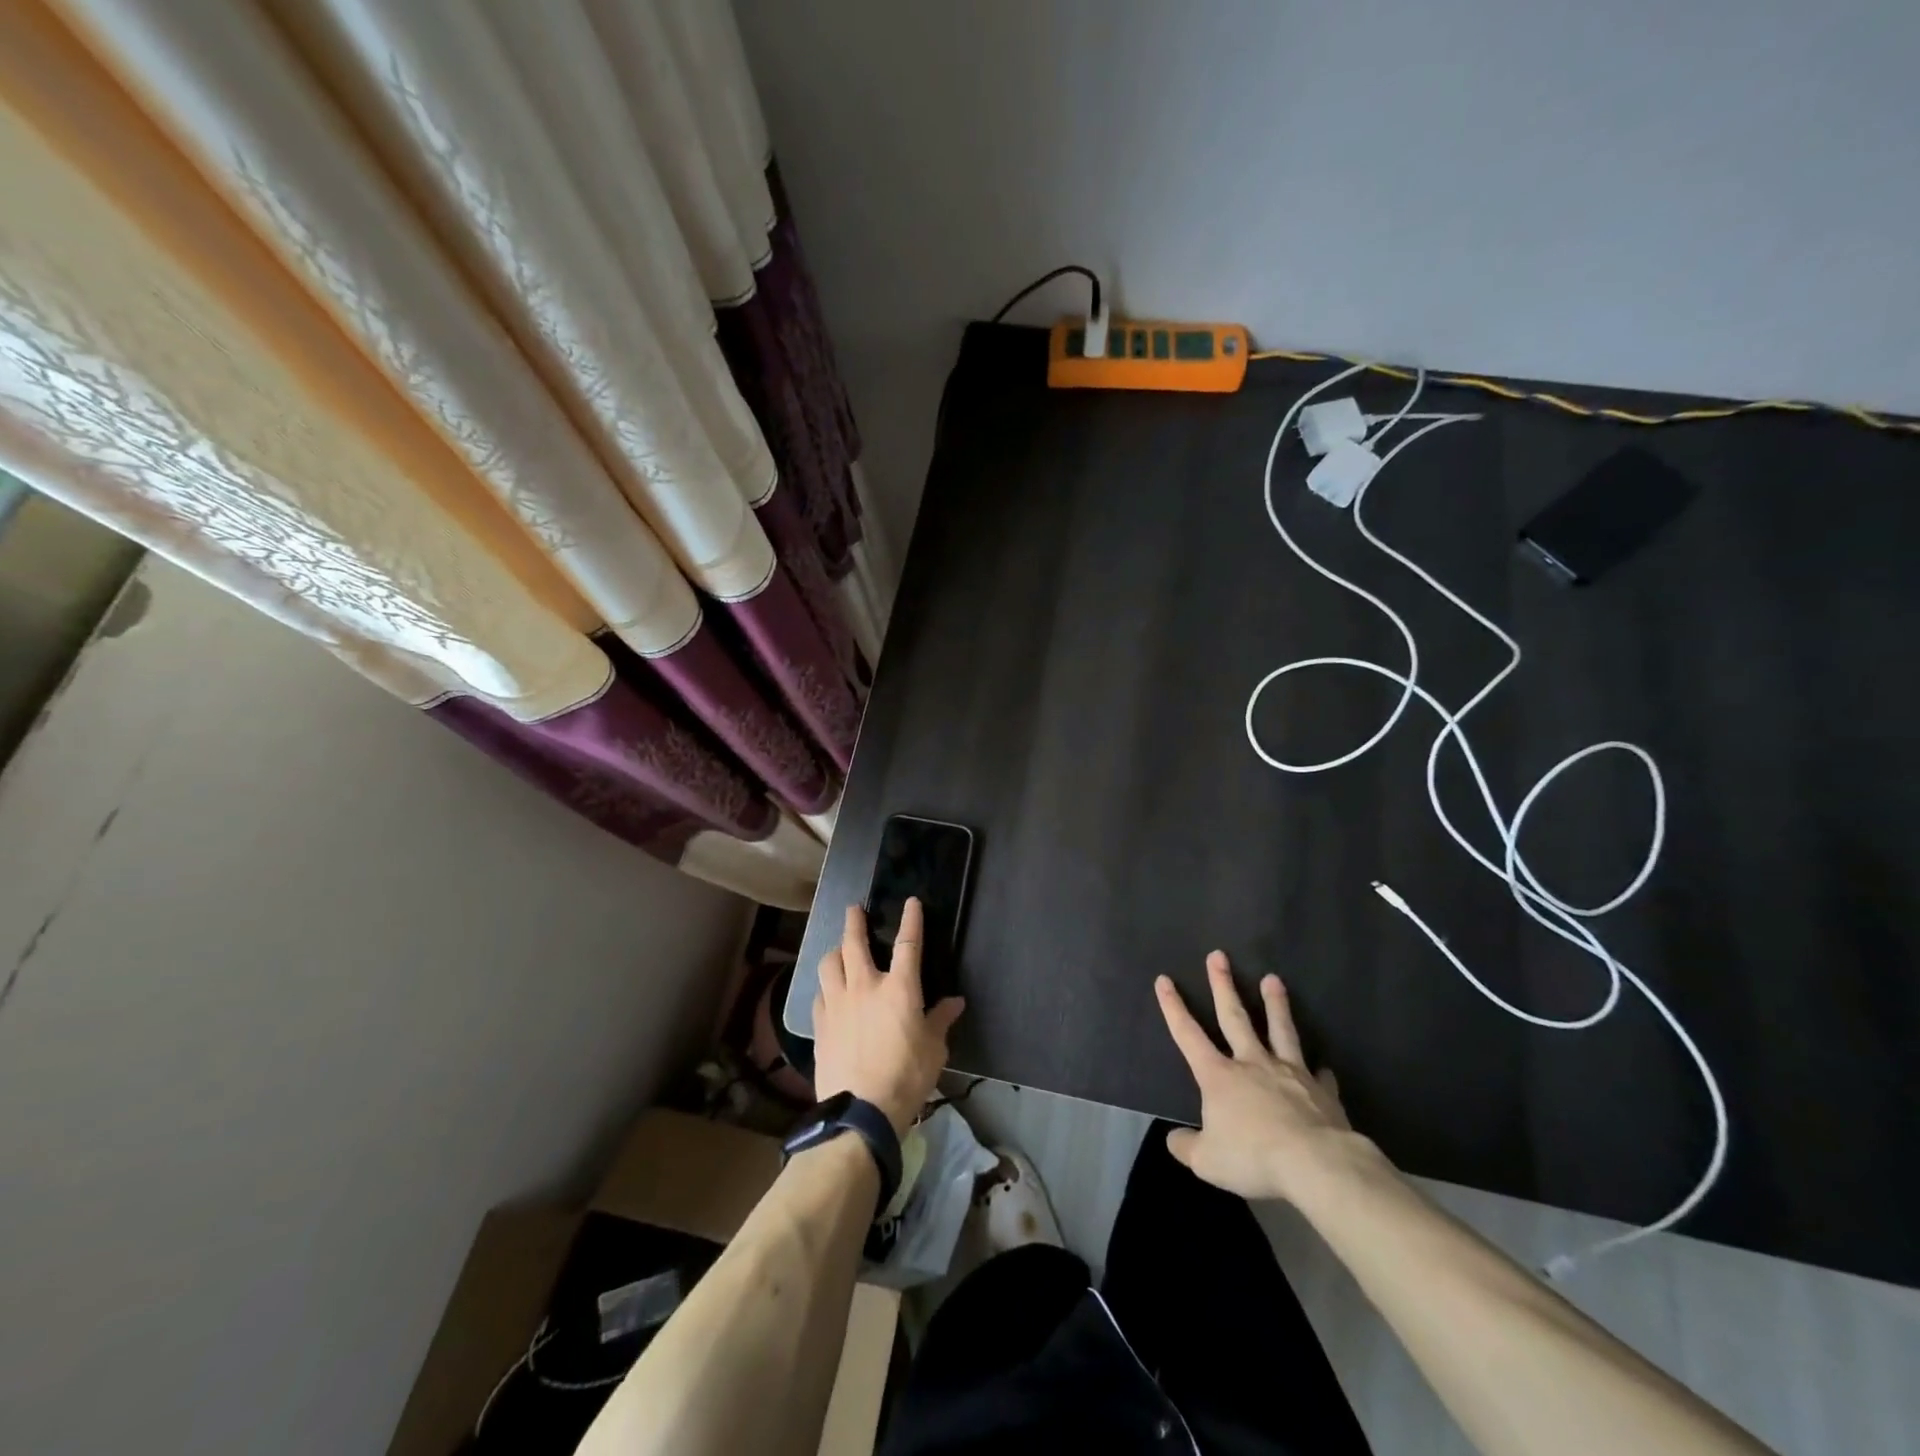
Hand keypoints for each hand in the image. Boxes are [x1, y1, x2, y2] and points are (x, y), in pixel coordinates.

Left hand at [812, 900, 964, 1135]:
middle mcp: (864, 987)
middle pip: (853, 943)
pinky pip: (819, 995)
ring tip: (838, 951)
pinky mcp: (820, 1025)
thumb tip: (955, 1002)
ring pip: (828, 964)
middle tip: (853, 910)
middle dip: (854, 922)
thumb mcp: (935, 1049)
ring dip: (834, 952)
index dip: (911, 920)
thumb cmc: (907, 1076)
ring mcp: (837, 1004)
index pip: (907, 944)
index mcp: (899, 989)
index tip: (911, 902)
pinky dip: (825, 987)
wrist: (861, 1111)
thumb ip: (941, 1020)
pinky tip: (827, 992)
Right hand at [1155, 951, 1360, 1203]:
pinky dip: (1318, 1070)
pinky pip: (1318, 1076)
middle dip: (1223, 985)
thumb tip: (1174, 1138)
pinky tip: (1322, 1067)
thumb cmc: (1253, 1157)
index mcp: (1219, 1076)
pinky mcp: (1321, 1091)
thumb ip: (1187, 1147)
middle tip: (1218, 955)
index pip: (1188, 1034)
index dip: (1173, 1007)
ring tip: (1273, 979)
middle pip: (1234, 1016)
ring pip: (1280, 1030)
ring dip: (1275, 1004)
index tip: (1164, 979)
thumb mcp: (1208, 1161)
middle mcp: (1252, 1063)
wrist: (1315, 1163)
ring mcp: (1289, 1073)